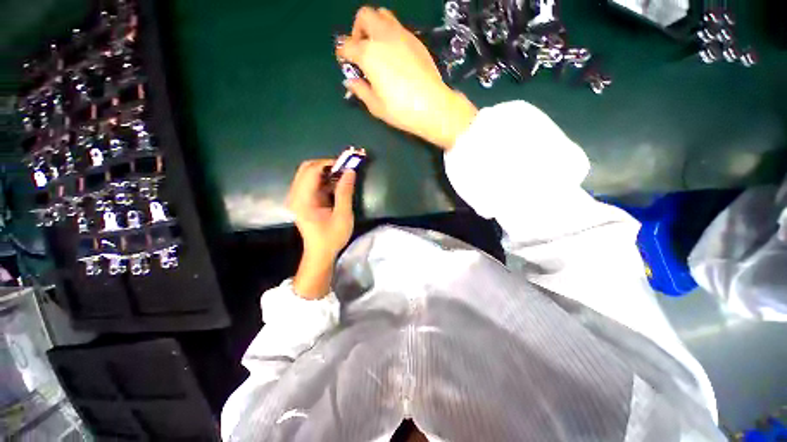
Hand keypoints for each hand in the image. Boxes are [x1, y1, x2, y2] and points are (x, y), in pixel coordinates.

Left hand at [287, 159, 355, 298]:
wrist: (320, 253)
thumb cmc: (331, 237)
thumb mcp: (343, 215)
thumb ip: (345, 192)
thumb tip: (350, 171)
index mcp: (303, 199)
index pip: (312, 170)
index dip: (329, 163)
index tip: (347, 165)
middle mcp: (295, 195)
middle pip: (307, 168)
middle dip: (327, 165)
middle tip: (344, 169)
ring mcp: (297, 197)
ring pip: (309, 174)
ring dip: (326, 172)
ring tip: (343, 177)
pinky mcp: (302, 200)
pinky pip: (311, 182)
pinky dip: (324, 180)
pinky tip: (336, 186)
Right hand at [336, 7, 476, 149]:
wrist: (433, 106)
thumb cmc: (401, 110)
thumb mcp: (375, 105)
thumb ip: (360, 90)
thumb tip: (350, 81)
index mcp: (369, 54)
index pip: (347, 45)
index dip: (343, 54)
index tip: (345, 62)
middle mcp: (383, 37)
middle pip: (365, 16)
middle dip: (358, 30)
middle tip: (361, 50)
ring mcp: (402, 35)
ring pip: (383, 15)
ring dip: (375, 27)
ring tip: (378, 50)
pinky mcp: (416, 40)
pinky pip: (398, 27)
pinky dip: (390, 35)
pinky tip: (395, 56)